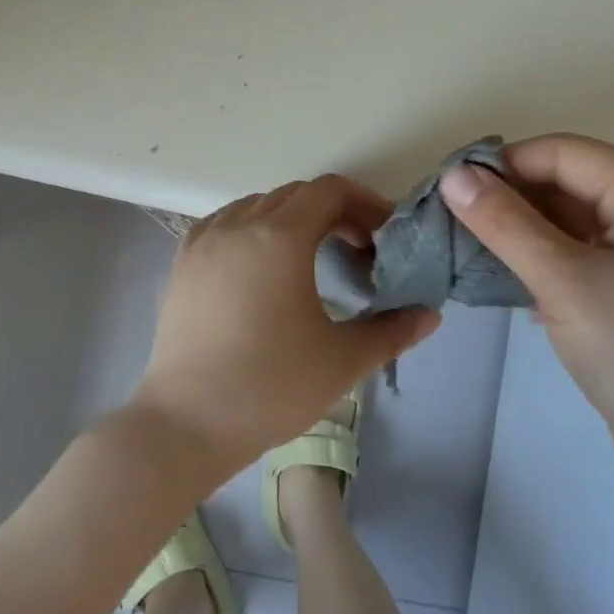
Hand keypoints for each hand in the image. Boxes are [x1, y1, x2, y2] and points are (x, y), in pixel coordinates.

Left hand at [130, 175, 440, 483]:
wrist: (187, 422)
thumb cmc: (271, 387)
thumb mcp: (342, 360)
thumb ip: (392, 331)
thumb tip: (430, 314)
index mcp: (280, 236)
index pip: (329, 191)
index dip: (364, 203)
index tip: (382, 236)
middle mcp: (239, 224)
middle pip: (295, 194)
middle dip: (333, 211)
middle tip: (357, 249)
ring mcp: (205, 240)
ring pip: (257, 204)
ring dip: (292, 217)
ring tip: (311, 256)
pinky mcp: (183, 260)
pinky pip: (224, 221)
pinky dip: (252, 226)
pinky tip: (260, 261)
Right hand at [440, 134, 613, 521]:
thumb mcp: (563, 282)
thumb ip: (505, 222)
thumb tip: (452, 174)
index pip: (565, 152)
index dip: (506, 164)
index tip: (451, 190)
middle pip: (570, 181)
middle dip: (512, 198)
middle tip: (456, 222)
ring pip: (574, 220)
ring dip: (525, 231)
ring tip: (475, 251)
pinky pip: (585, 253)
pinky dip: (547, 259)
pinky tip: (515, 284)